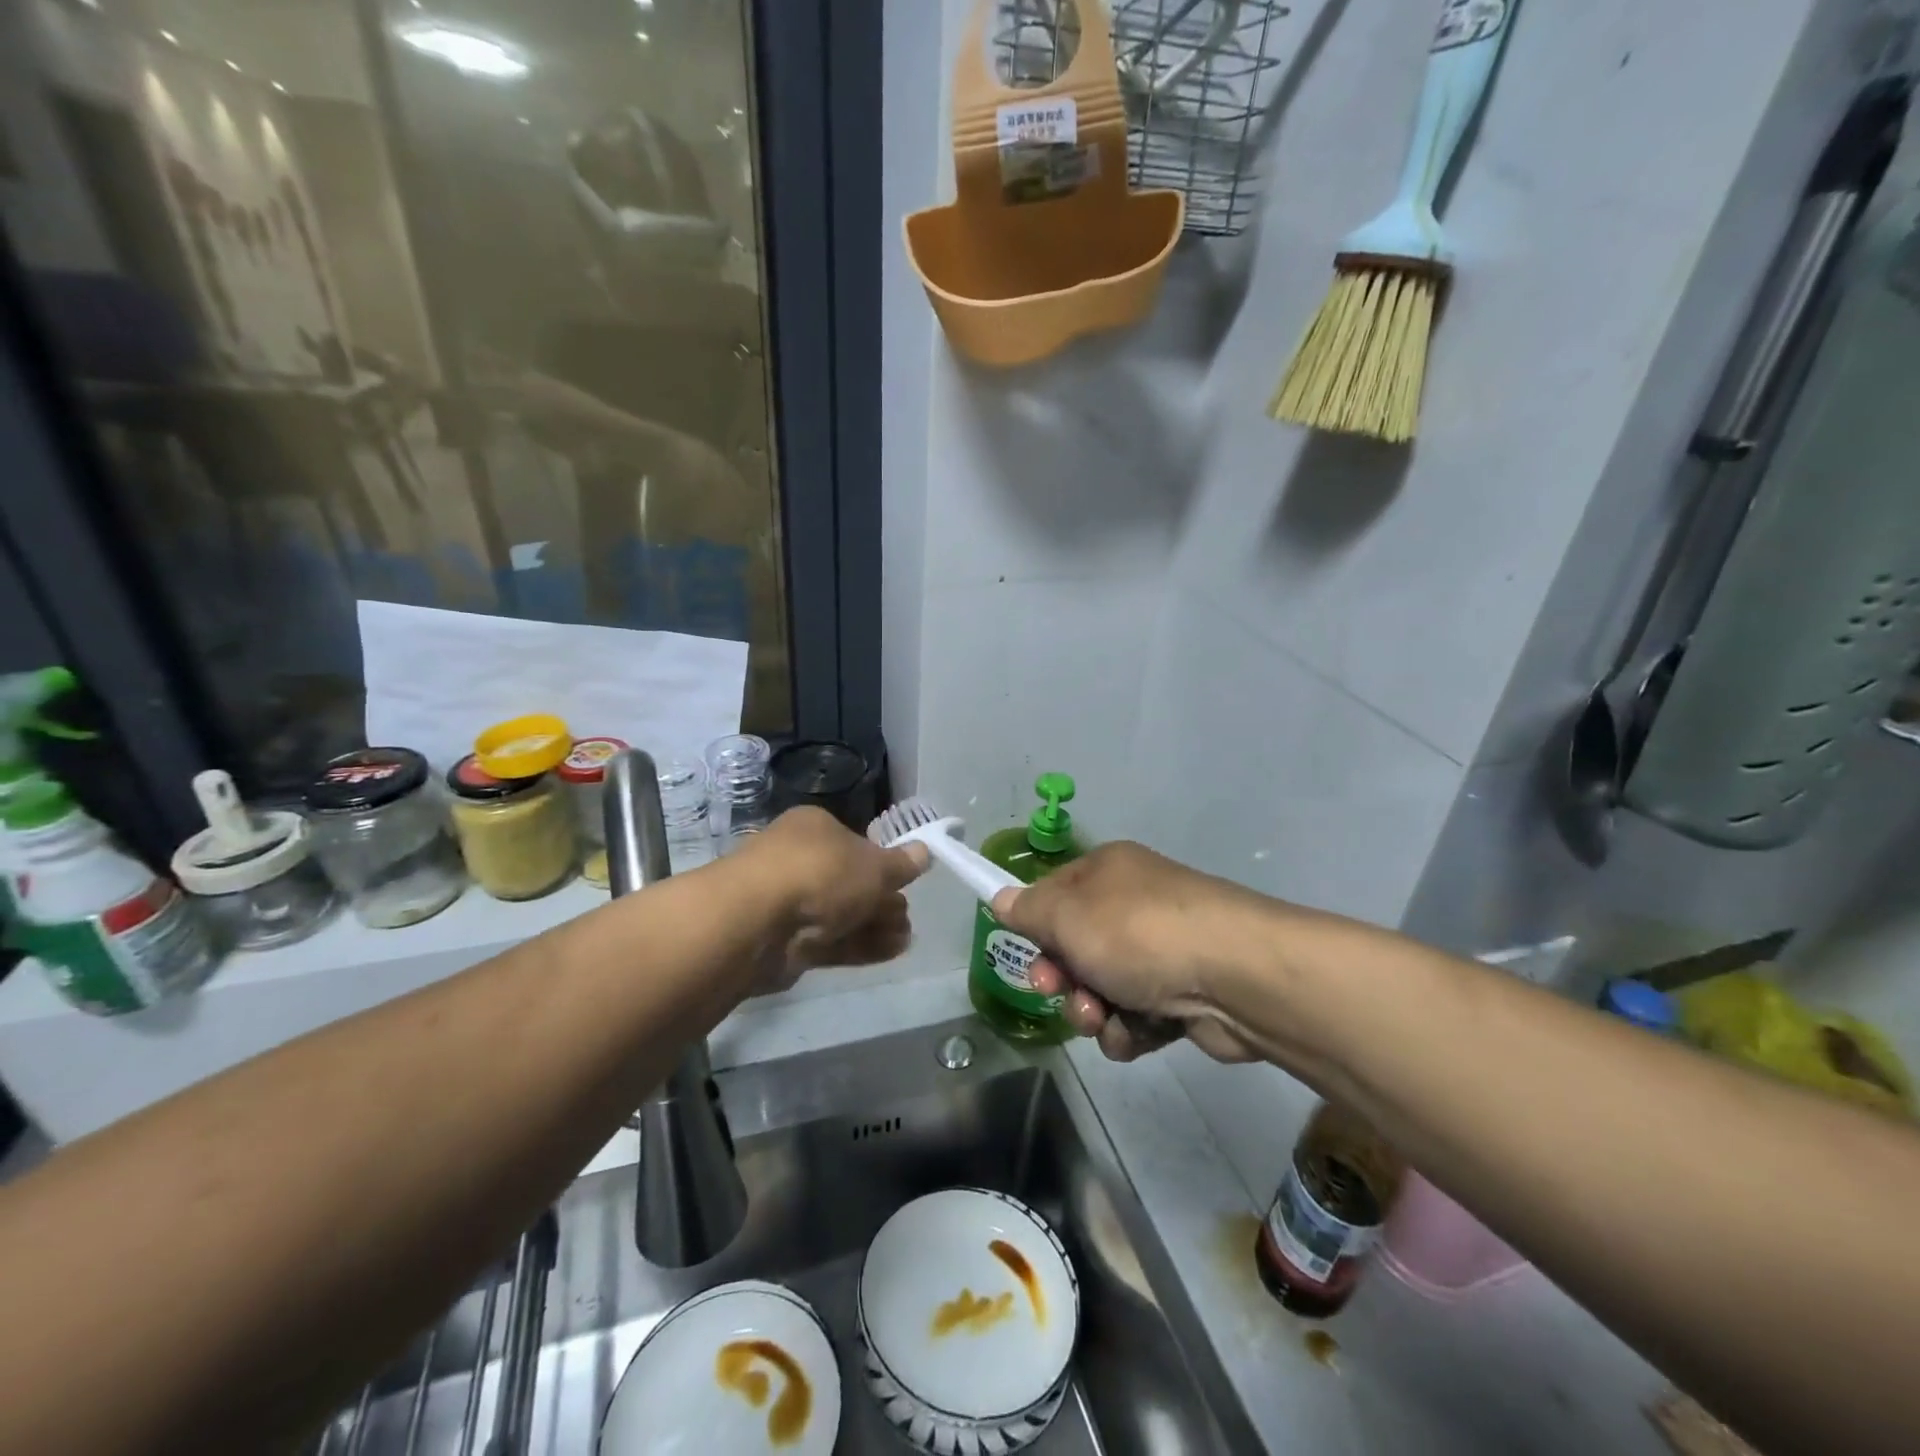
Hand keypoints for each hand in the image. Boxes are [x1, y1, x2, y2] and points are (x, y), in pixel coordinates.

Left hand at [735, 808, 928, 989]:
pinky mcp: (784, 941)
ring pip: (840, 913)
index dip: (882, 863)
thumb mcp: (874, 866)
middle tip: (908, 917)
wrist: (757, 922)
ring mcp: (789, 902)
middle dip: (881, 900)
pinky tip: (891, 952)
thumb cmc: (821, 873)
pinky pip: (829, 941)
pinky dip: (859, 945)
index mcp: (815, 828)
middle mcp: (798, 859)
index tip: (905, 884)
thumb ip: (901, 865)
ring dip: (875, 925)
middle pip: (848, 881)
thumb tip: (925, 851)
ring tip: (906, 939)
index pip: (854, 842)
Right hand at [989, 842, 1266, 1064]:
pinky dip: (1131, 1029)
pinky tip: (1139, 1033)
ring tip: (1106, 1019)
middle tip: (1059, 992)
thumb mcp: (1067, 915)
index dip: (1037, 928)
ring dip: (1094, 1011)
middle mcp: (1135, 904)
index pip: (1055, 894)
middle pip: (1078, 947)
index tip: (1029, 956)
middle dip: (1063, 979)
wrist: (1235, 975)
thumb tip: (1002, 899)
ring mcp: (1162, 950)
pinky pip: (1138, 1015)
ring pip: (1104, 988)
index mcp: (1108, 872)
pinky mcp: (1185, 994)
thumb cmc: (1138, 933)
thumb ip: (1028, 910)